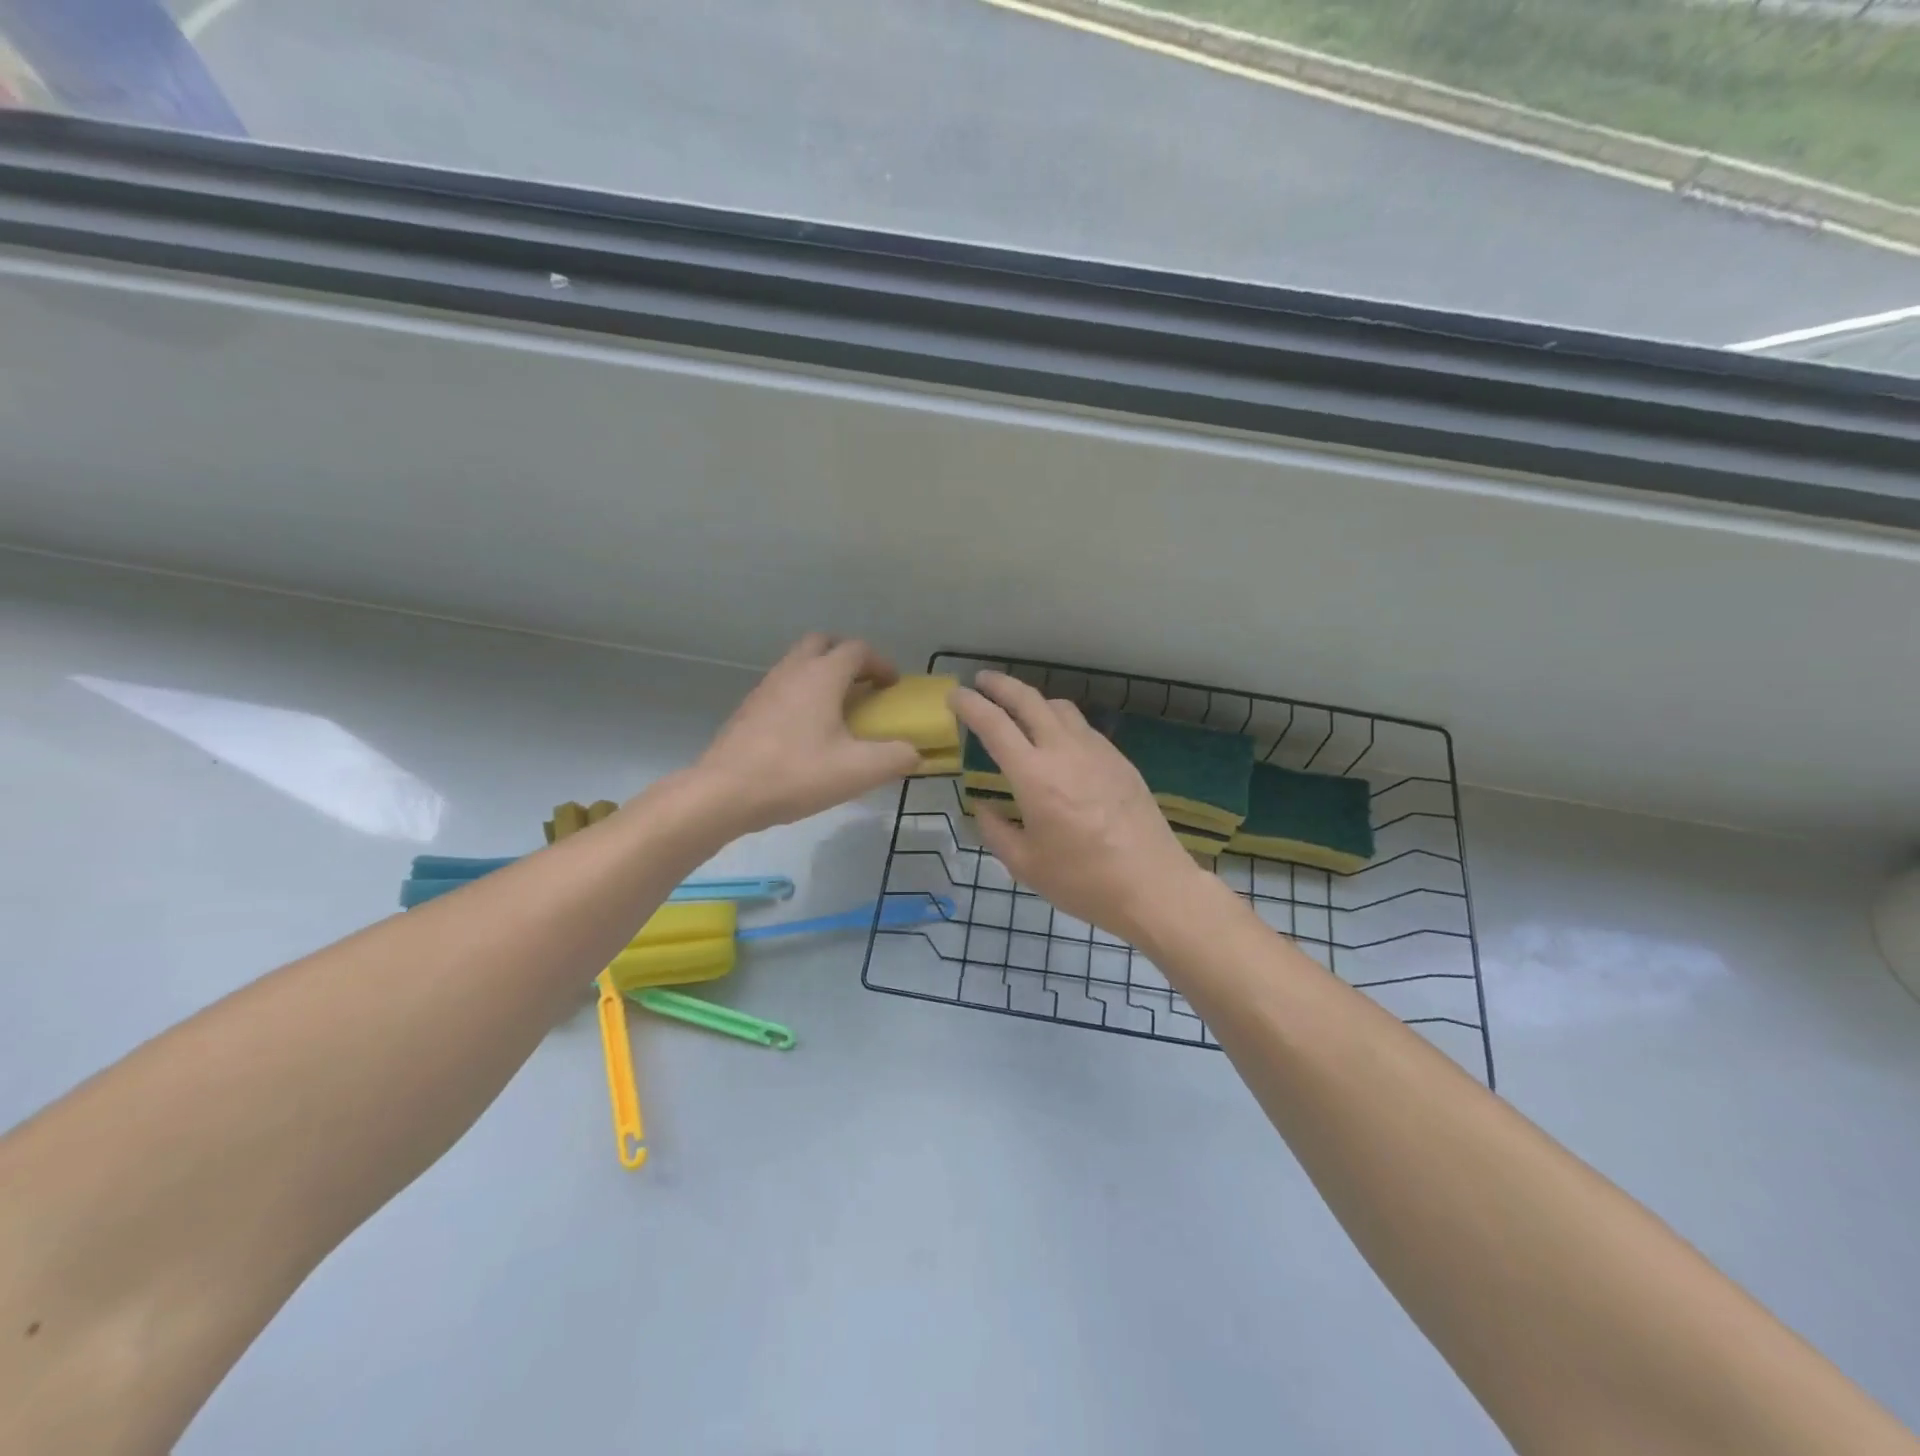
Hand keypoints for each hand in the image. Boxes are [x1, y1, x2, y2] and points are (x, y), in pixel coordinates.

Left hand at [693, 635, 922, 833]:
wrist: (724, 793)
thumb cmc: (796, 774)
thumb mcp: (859, 771)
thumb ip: (896, 758)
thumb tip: (914, 753)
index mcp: (822, 676)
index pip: (858, 650)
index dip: (881, 664)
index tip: (893, 687)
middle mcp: (793, 671)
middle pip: (823, 643)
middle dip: (847, 657)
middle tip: (863, 686)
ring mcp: (766, 688)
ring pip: (798, 663)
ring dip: (822, 674)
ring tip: (837, 709)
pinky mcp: (749, 709)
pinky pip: (782, 686)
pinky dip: (801, 694)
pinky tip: (806, 731)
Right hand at [950, 671, 1207, 941]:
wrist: (1153, 885)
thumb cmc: (1083, 880)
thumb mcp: (1025, 865)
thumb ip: (995, 830)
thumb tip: (983, 807)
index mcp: (1035, 776)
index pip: (994, 725)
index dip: (970, 705)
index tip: (954, 695)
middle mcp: (1065, 751)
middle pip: (1029, 700)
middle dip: (1001, 685)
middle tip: (982, 680)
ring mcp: (1098, 751)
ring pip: (1061, 708)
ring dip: (1034, 700)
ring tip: (1020, 709)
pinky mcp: (1120, 760)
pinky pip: (1084, 727)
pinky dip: (1061, 721)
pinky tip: (1059, 741)